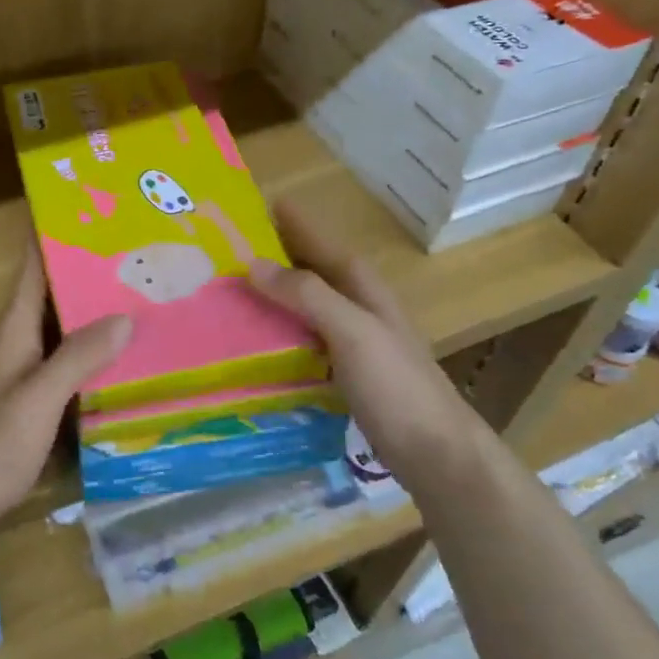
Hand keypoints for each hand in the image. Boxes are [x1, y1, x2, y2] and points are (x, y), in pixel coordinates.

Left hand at [0, 246, 130, 541]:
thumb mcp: (37, 401)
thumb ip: (78, 358)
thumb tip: (123, 316)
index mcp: (9, 331)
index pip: (31, 268)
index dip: (51, 235)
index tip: (85, 210)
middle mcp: (7, 344)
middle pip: (46, 297)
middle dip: (83, 274)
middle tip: (133, 257)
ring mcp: (8, 375)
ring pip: (52, 332)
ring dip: (84, 316)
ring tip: (133, 302)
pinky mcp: (14, 404)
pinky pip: (52, 364)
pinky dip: (80, 355)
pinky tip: (109, 365)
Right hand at [248, 201, 483, 481]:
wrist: (437, 455)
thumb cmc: (397, 387)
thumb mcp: (352, 332)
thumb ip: (307, 295)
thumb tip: (253, 263)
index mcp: (361, 287)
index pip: (318, 241)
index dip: (289, 222)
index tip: (252, 203)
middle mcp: (356, 306)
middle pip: (308, 271)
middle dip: (272, 257)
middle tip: (222, 249)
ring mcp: (351, 341)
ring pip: (302, 306)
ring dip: (270, 296)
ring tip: (225, 291)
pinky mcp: (343, 373)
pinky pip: (301, 340)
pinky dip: (277, 333)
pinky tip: (251, 343)